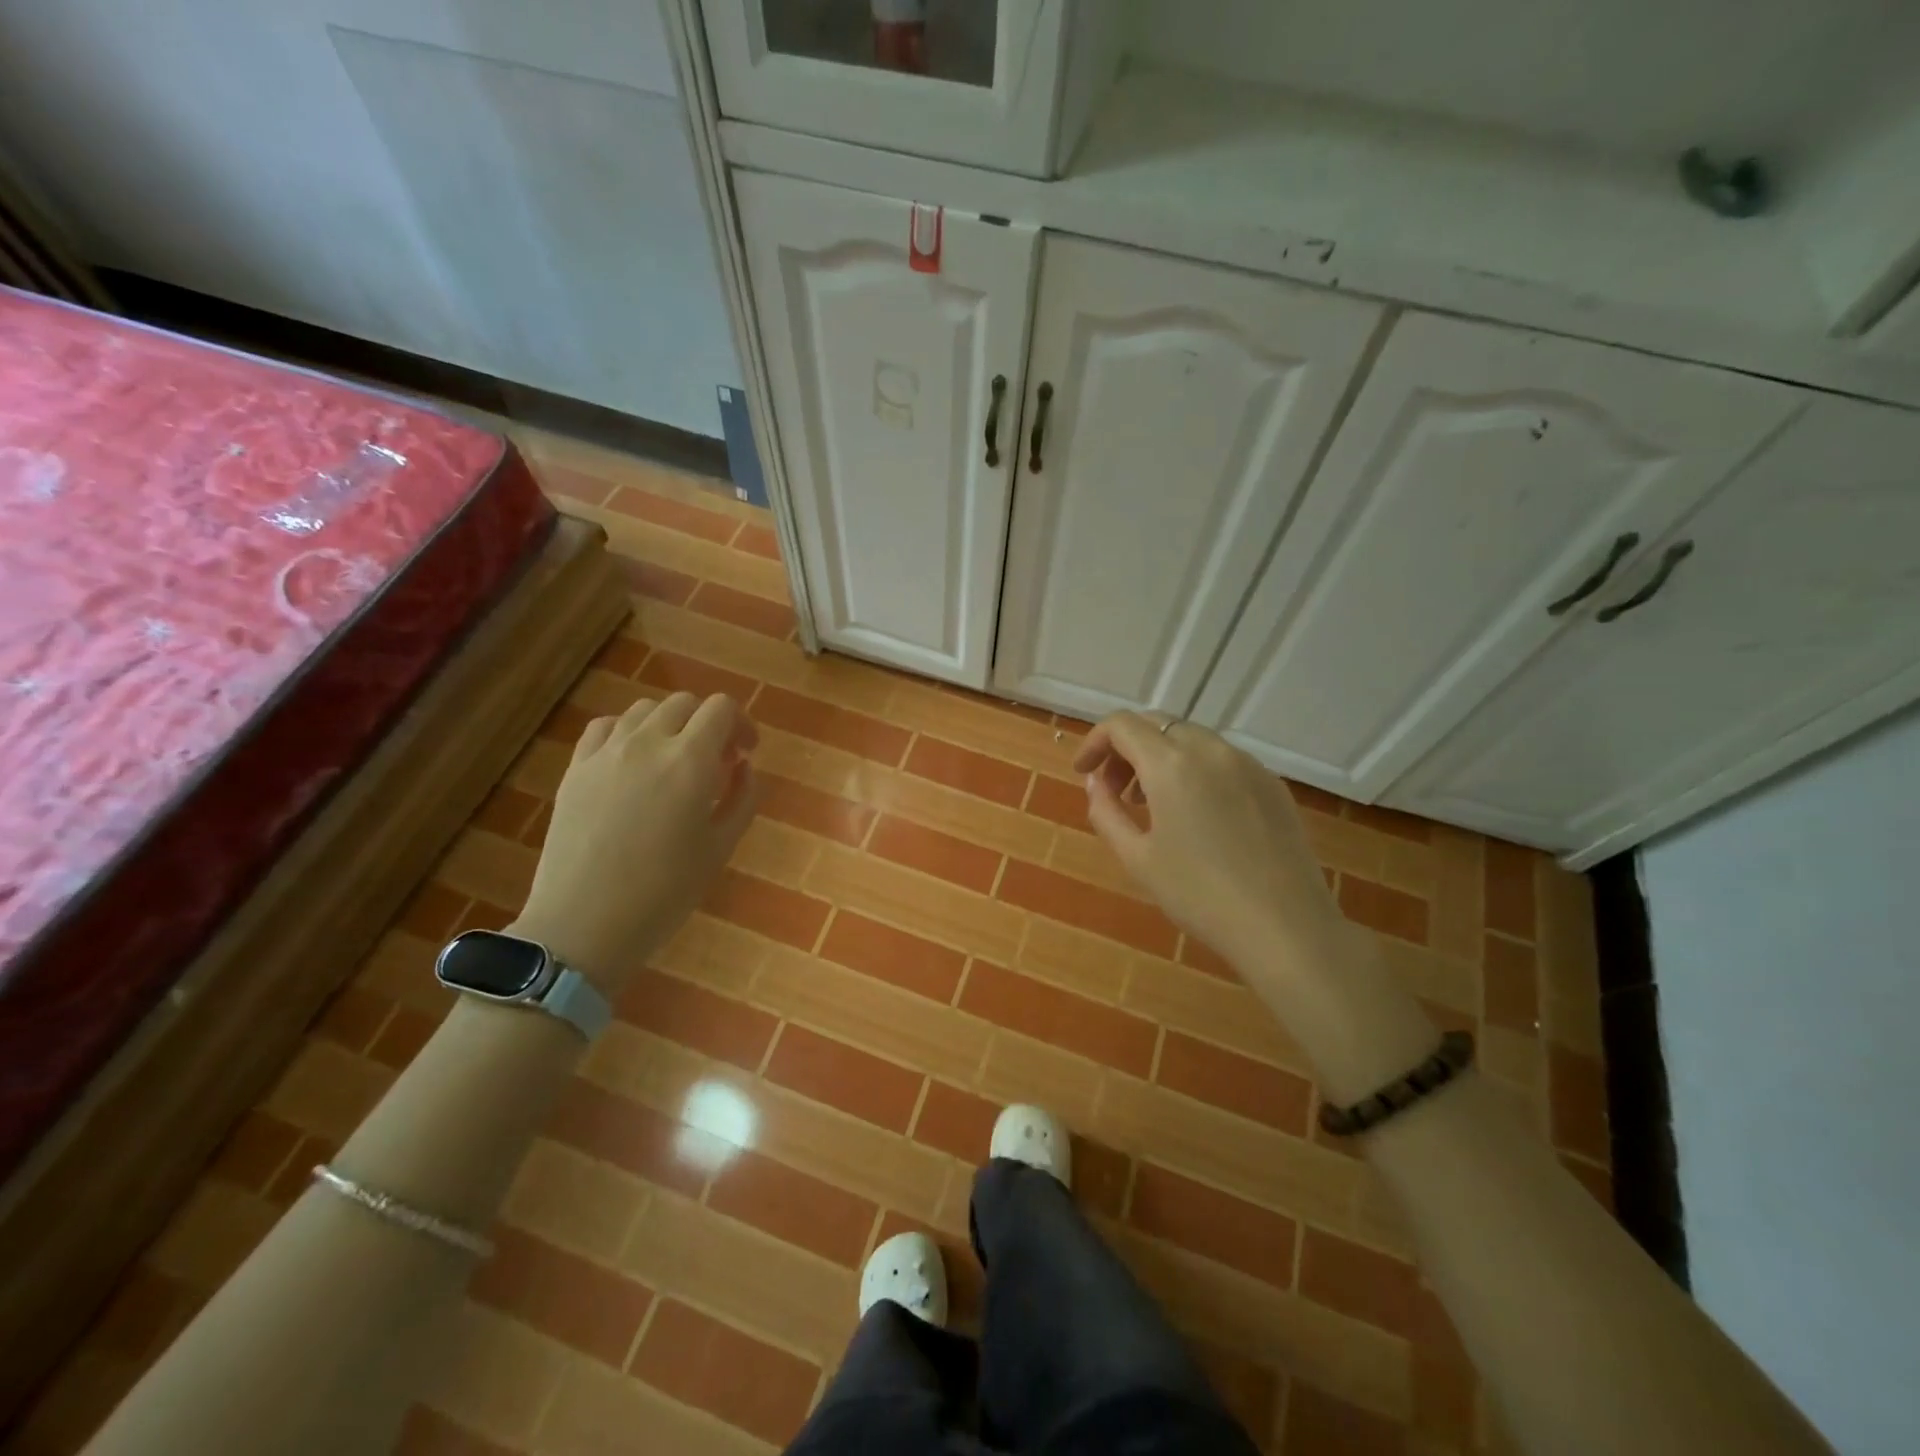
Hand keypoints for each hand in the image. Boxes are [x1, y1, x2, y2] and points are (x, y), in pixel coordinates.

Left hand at [512, 691, 758, 993]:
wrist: (583, 925)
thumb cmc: (664, 893)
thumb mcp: (720, 848)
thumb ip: (741, 799)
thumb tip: (744, 767)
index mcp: (691, 761)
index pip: (721, 708)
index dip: (741, 723)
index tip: (745, 753)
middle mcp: (648, 744)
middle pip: (684, 703)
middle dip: (708, 723)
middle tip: (716, 761)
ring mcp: (606, 753)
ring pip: (645, 710)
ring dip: (669, 725)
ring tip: (673, 760)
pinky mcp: (576, 769)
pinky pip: (605, 728)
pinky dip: (628, 733)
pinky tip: (632, 762)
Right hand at [1073, 713, 1341, 967]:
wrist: (1285, 927)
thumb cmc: (1199, 895)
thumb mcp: (1137, 858)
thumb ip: (1106, 811)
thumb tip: (1095, 783)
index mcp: (1171, 764)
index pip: (1122, 725)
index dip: (1095, 742)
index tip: (1084, 772)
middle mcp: (1210, 750)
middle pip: (1157, 725)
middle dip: (1127, 749)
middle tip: (1115, 789)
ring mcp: (1247, 764)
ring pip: (1192, 739)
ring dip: (1161, 757)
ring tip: (1154, 803)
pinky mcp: (1272, 783)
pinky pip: (1223, 759)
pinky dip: (1196, 770)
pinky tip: (1197, 814)